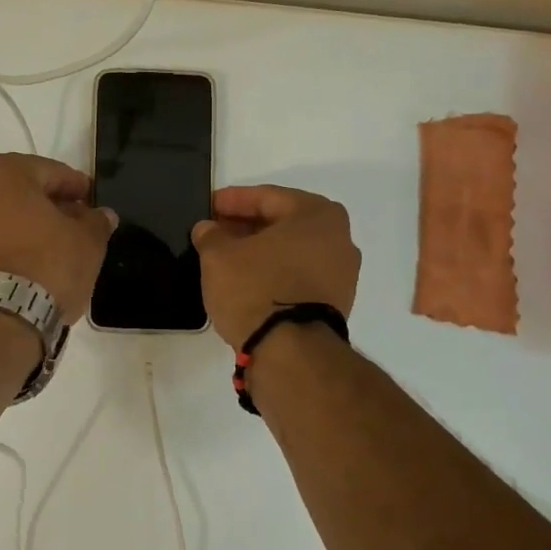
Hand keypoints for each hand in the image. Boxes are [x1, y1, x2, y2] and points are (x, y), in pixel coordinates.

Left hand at [0, 154, 117, 324]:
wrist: (0, 317)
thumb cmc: (48, 263)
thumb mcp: (88, 241)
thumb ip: (96, 221)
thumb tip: (101, 216)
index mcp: (5, 172)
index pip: (51, 171)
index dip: (76, 186)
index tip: (92, 201)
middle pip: (24, 192)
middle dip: (50, 205)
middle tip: (77, 223)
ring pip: (5, 215)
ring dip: (30, 226)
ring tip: (57, 247)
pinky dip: (11, 244)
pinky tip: (33, 262)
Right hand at [192, 185, 360, 348]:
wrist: (290, 352)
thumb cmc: (256, 288)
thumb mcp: (218, 256)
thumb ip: (211, 235)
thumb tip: (208, 229)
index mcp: (318, 214)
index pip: (267, 197)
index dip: (232, 201)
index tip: (209, 206)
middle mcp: (339, 238)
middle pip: (283, 223)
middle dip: (248, 226)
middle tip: (216, 231)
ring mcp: (342, 274)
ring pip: (292, 251)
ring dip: (261, 251)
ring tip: (228, 258)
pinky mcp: (336, 303)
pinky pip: (299, 276)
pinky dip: (275, 273)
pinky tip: (248, 281)